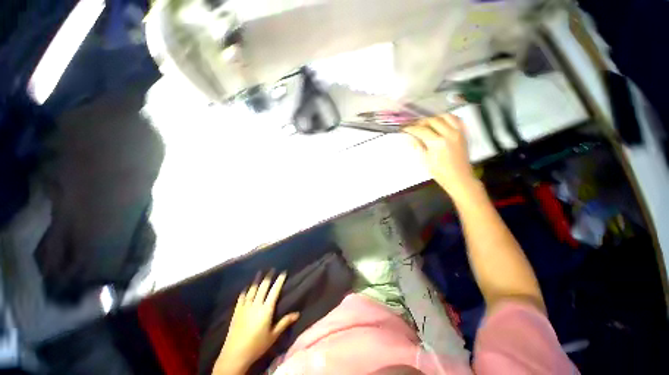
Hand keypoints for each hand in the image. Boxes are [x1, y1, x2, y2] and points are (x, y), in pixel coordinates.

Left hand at [213, 271, 298, 374]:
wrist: (235, 354)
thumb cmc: (257, 345)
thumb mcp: (273, 335)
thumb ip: (285, 322)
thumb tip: (298, 313)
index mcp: (266, 309)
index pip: (274, 291)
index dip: (279, 281)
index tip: (283, 272)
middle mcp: (256, 305)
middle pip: (263, 287)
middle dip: (268, 277)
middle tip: (272, 269)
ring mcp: (245, 307)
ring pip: (252, 289)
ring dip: (256, 280)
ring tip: (260, 272)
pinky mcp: (236, 311)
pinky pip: (241, 297)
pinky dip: (245, 291)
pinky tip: (246, 287)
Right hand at [404, 114, 478, 200]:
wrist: (459, 178)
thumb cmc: (440, 172)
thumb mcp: (426, 160)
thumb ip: (419, 146)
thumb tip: (412, 138)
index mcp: (437, 143)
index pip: (421, 130)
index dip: (411, 128)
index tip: (404, 129)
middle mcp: (448, 134)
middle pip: (432, 121)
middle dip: (421, 122)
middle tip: (413, 126)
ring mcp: (458, 133)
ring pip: (445, 117)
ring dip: (434, 118)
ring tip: (427, 123)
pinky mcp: (463, 134)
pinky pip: (456, 120)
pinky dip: (447, 118)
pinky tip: (442, 123)